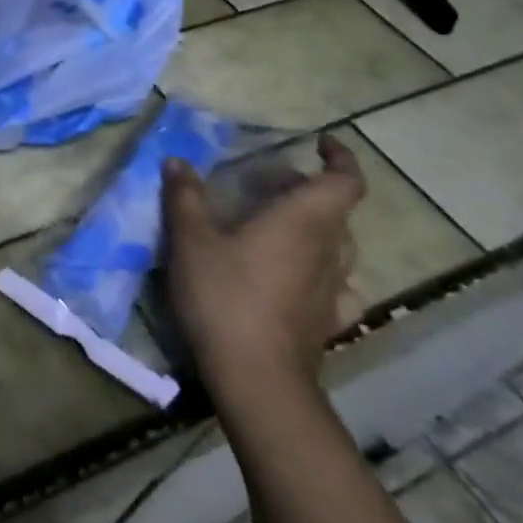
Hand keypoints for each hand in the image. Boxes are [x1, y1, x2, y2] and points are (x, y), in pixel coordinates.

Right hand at [163, 134, 364, 405]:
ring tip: (280, 226)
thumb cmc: (225, 297)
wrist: (256, 378)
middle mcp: (328, 250)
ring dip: (317, 229)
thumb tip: (177, 161)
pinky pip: (336, 285)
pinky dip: (321, 271)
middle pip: (337, 211)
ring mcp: (333, 289)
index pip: (345, 180)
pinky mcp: (328, 321)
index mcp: (303, 221)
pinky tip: (299, 278)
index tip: (320, 144)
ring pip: (339, 247)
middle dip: (309, 191)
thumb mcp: (191, 241)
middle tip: (269, 185)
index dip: (340, 158)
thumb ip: (184, 198)